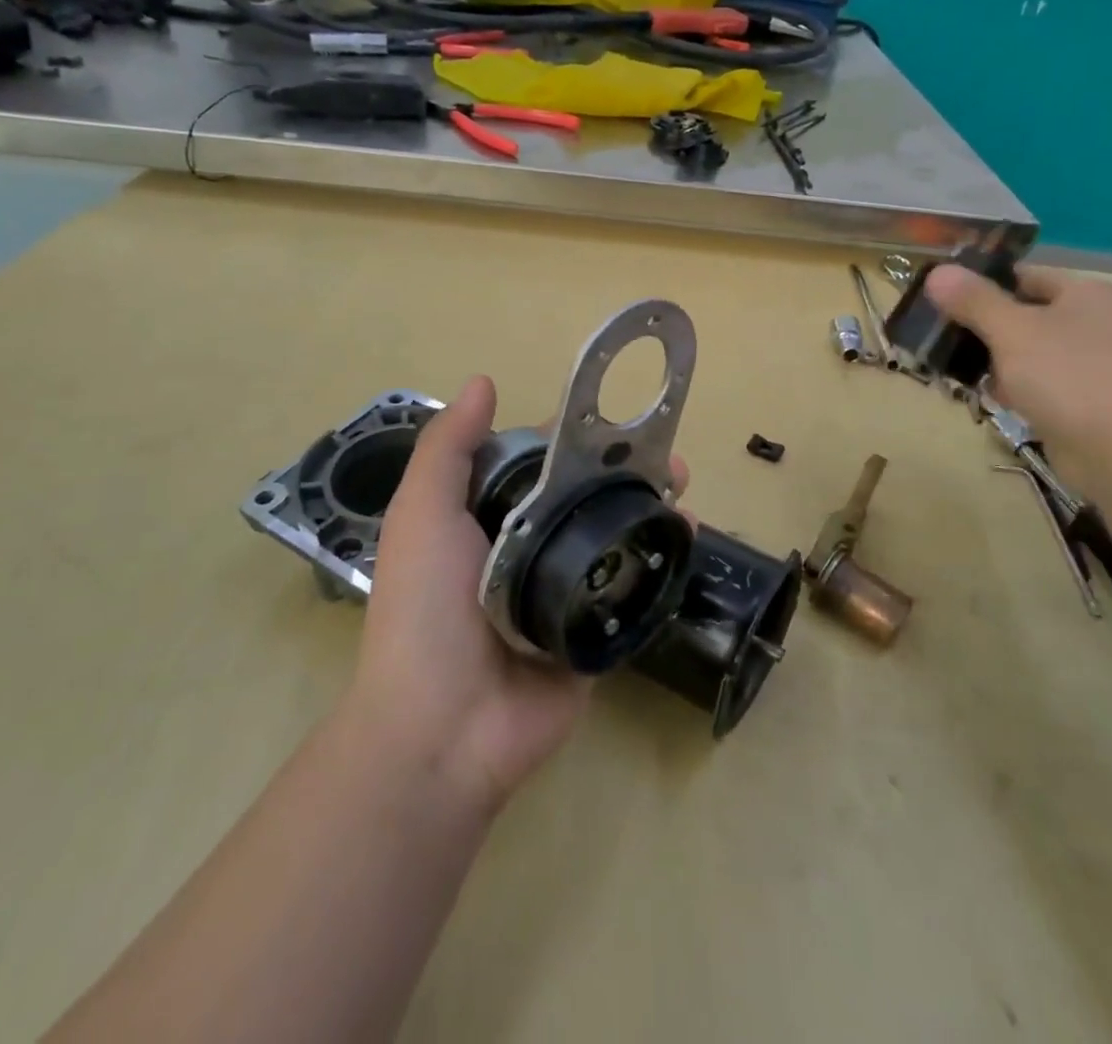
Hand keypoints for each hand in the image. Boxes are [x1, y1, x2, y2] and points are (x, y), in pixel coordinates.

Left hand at [349, 375, 685, 814]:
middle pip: (586, 498)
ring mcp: (564, 593)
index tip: (616, 420)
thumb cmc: (426, 609)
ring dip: (651, 513)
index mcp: (488, 520)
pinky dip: (661, 564)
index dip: (575, 439)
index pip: (539, 465)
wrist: (444, 729)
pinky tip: (688, 541)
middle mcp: (528, 549)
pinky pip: (633, 590)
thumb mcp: (423, 514)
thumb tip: (483, 382)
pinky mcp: (595, 633)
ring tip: (684, 496)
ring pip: (615, 539)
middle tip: (667, 463)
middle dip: (626, 475)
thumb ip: (449, 448)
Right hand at [925, 263, 1111, 493]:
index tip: (937, 300)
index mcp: (1084, 292)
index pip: (1021, 275)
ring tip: (955, 372)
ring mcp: (1092, 364)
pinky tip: (993, 400)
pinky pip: (1040, 385)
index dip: (979, 284)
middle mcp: (1093, 322)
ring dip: (994, 362)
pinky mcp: (1086, 402)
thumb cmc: (1070, 378)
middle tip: (938, 340)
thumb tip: (936, 271)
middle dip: (981, 328)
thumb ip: (973, 300)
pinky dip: (1015, 390)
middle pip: (1022, 314)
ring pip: (1028, 353)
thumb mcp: (1012, 330)